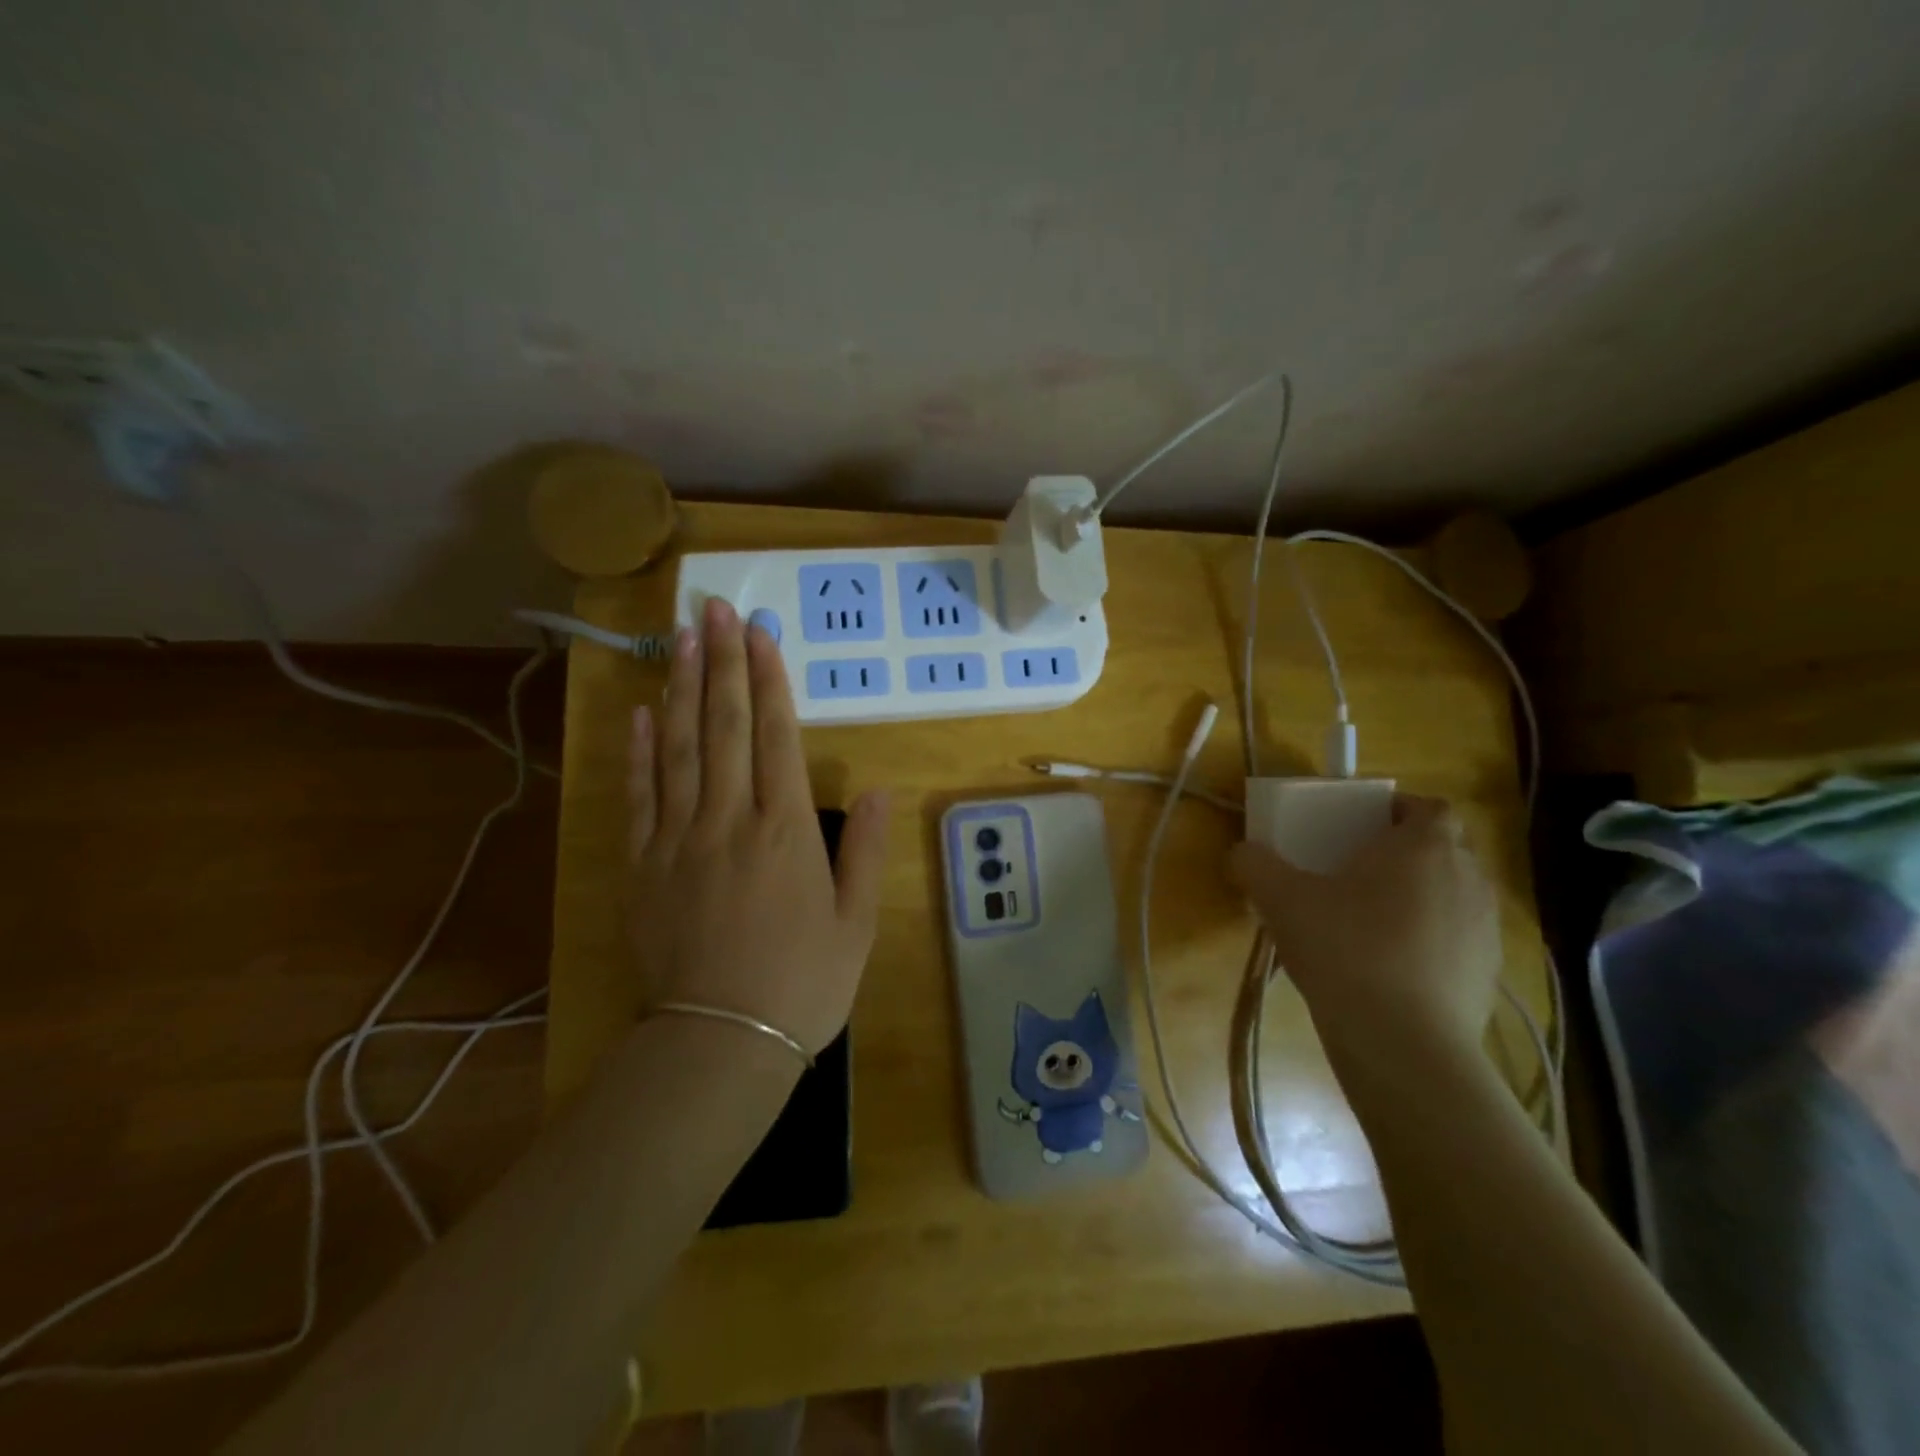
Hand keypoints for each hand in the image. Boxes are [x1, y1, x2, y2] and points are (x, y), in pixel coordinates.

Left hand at [627, 597, 888, 1054]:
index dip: (769, 680)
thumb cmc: (802, 983)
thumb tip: (874, 787)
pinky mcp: (643, 866)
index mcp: (786, 832)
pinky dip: (640, 752)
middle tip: (712, 608)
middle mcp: (731, 821)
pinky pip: (641, 797)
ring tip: (681, 639)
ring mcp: (680, 840)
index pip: (777, 737)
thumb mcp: (856, 922)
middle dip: (722, 663)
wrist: (722, 1041)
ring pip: (681, 749)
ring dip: (683, 690)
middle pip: (726, 727)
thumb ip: (862, 849)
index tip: (759, 633)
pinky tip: (641, 714)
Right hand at [1226, 795, 1499, 1071]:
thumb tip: (1241, 852)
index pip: (1429, 806)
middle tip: (1360, 873)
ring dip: (1422, 899)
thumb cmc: (1345, 948)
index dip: (1400, 810)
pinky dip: (1433, 943)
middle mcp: (1467, 877)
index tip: (1364, 827)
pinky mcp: (1490, 974)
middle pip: (1444, 849)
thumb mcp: (1280, 899)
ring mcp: (1485, 928)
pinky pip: (1459, 941)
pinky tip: (1393, 969)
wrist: (1402, 1042)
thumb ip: (1254, 864)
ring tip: (1374, 923)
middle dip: (1407, 855)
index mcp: (1423, 845)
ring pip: (1453, 896)